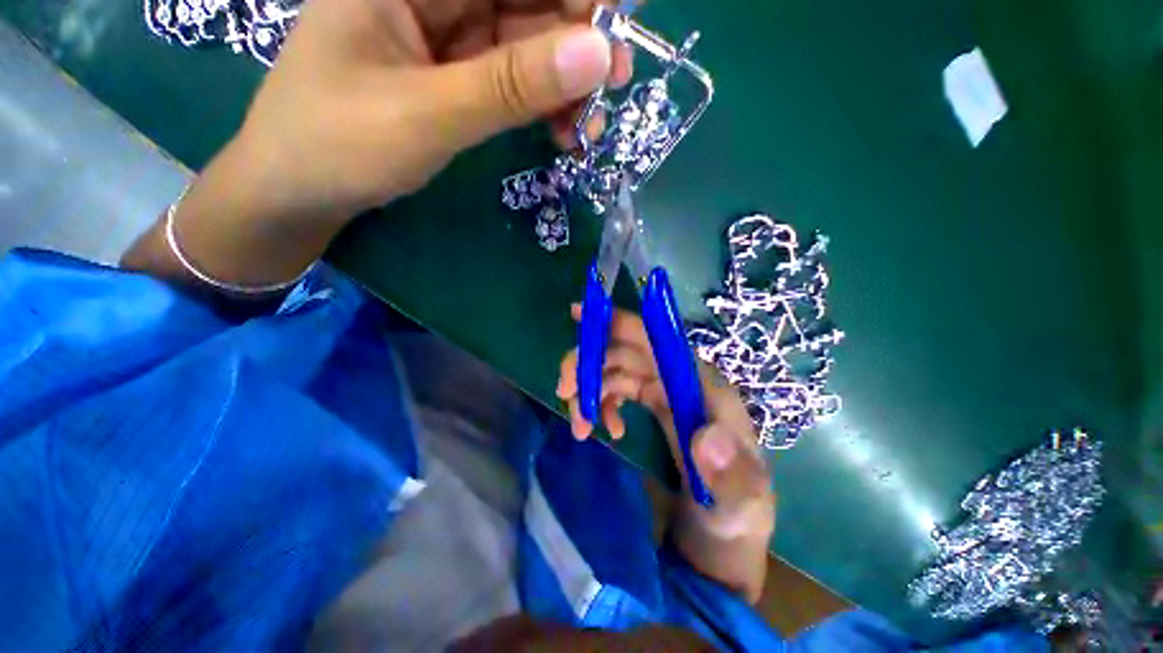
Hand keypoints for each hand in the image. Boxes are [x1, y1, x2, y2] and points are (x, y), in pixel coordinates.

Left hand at [235, 0, 629, 222]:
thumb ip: (512, 85)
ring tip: (587, 127)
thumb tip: (597, 55)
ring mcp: (443, 36)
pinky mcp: (453, 76)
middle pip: (523, 0)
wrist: (300, 190)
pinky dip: (541, 104)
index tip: (617, 22)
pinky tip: (561, 133)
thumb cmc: (340, 144)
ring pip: (524, 43)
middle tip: (614, 83)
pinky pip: (511, 80)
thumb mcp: (429, 115)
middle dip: (575, 41)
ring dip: (563, 83)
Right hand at [555, 305, 775, 602]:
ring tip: (579, 425)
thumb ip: (732, 477)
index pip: (659, 341)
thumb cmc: (735, 520)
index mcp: (705, 388)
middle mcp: (684, 380)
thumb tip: (705, 436)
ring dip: (591, 388)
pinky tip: (603, 428)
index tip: (580, 313)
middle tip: (565, 391)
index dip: (621, 323)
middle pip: (629, 351)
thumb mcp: (741, 507)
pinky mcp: (655, 406)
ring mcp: (667, 392)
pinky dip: (602, 402)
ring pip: (618, 369)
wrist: (723, 540)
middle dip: (591, 363)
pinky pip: (619, 389)